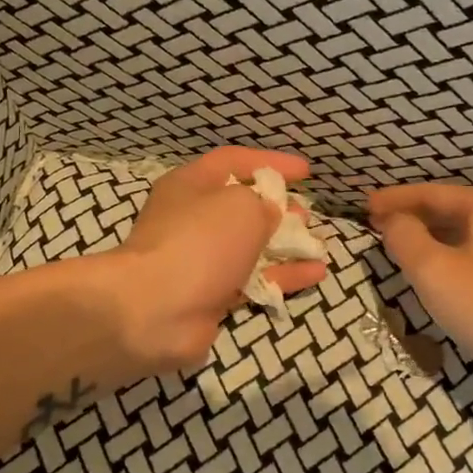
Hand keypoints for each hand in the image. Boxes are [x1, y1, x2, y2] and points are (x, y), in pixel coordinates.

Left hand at [103, 147, 327, 372]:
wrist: (155, 310)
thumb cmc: (199, 241)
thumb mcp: (241, 205)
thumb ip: (262, 203)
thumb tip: (267, 215)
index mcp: (190, 186)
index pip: (233, 162)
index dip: (270, 163)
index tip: (305, 173)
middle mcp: (192, 220)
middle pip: (240, 207)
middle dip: (276, 209)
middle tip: (306, 214)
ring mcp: (200, 261)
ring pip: (250, 247)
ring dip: (284, 245)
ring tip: (317, 244)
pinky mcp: (210, 297)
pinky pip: (253, 281)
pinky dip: (283, 276)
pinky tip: (316, 274)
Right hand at [369, 183, 472, 389]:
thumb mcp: (434, 271)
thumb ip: (406, 238)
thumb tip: (394, 221)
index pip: (432, 193)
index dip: (395, 199)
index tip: (365, 206)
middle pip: (453, 210)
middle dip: (415, 218)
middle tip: (380, 227)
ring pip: (470, 235)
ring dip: (435, 240)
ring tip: (405, 250)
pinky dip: (457, 257)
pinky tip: (444, 275)